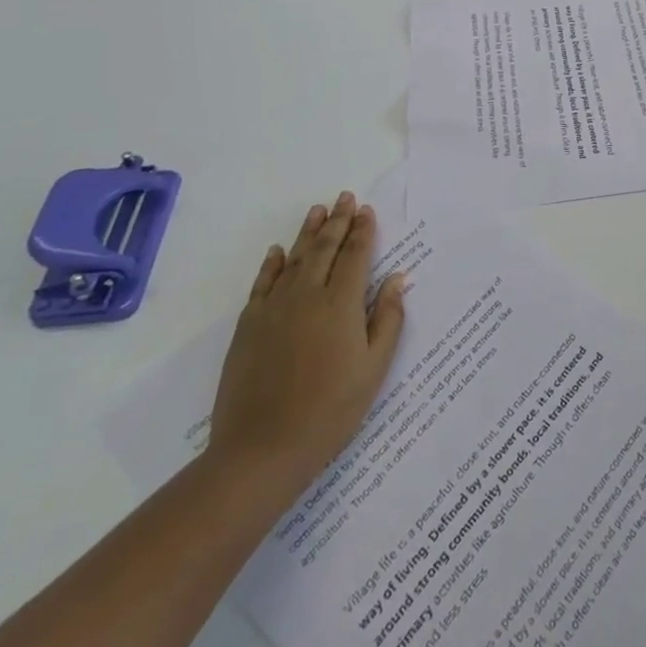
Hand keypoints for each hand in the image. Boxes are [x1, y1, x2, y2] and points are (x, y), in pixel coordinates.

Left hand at [208, 191, 407, 498]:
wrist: (262, 449)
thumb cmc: (331, 409)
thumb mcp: (374, 367)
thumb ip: (387, 319)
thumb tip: (397, 279)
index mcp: (341, 303)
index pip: (355, 256)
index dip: (363, 231)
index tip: (367, 210)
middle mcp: (307, 295)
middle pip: (324, 249)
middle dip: (338, 221)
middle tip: (345, 197)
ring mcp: (273, 309)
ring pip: (293, 259)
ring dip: (307, 233)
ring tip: (318, 210)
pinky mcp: (249, 327)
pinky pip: (262, 284)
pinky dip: (271, 264)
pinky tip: (277, 252)